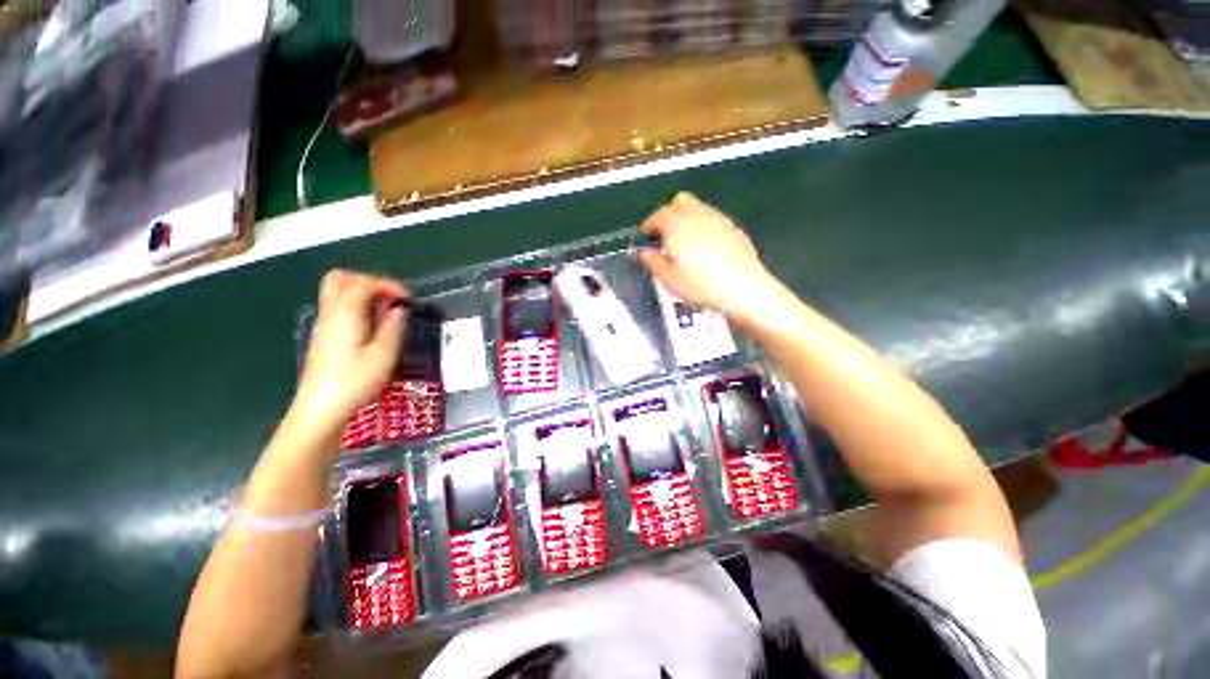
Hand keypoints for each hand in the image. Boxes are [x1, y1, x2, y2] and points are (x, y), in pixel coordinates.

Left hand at [294, 270, 409, 431]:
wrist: (320, 408)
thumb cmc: (355, 381)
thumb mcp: (384, 355)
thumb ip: (393, 327)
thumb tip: (399, 310)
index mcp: (345, 314)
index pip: (364, 283)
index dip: (389, 285)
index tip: (408, 299)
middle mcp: (330, 313)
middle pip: (341, 279)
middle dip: (369, 281)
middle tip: (391, 299)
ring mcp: (324, 324)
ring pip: (337, 292)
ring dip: (363, 293)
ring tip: (385, 313)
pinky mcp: (324, 336)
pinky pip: (338, 307)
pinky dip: (357, 306)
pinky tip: (372, 326)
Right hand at [639, 192, 780, 321]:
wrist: (741, 288)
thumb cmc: (699, 286)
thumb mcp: (669, 280)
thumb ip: (654, 262)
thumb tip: (645, 253)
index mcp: (677, 226)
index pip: (658, 215)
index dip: (649, 224)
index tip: (646, 235)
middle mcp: (698, 216)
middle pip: (680, 201)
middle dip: (670, 213)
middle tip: (665, 234)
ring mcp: (719, 220)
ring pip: (699, 208)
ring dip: (688, 219)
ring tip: (685, 242)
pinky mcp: (734, 229)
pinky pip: (714, 220)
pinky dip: (705, 227)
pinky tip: (707, 248)